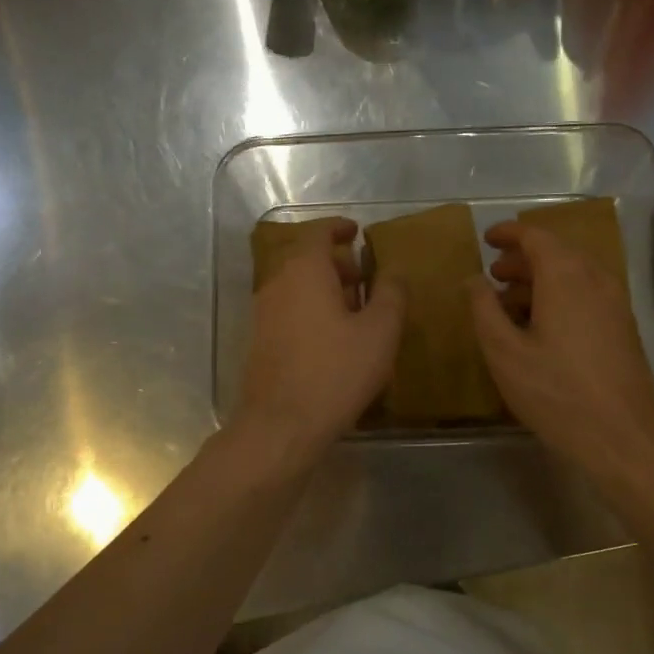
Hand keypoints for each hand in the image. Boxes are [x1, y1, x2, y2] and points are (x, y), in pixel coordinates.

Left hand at [235, 217, 403, 463]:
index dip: (339, 228)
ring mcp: (263, 314)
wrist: (281, 425)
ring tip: (355, 311)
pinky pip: (289, 311)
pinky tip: (333, 340)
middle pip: (305, 259)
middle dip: (336, 263)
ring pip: (296, 287)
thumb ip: (391, 294)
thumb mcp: (380, 332)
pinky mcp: (260, 342)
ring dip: (324, 290)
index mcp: (304, 271)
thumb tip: (393, 272)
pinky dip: (311, 311)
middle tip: (364, 278)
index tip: (357, 232)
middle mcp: (277, 284)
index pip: (318, 232)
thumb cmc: (336, 372)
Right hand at [468, 222, 653, 474]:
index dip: (509, 234)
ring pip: (573, 276)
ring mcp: (615, 304)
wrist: (623, 437)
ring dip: (540, 281)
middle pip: (557, 254)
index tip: (486, 239)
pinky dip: (559, 298)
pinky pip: (586, 296)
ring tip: (510, 304)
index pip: (536, 237)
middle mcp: (596, 280)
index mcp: (566, 277)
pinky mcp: (623, 328)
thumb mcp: (505, 353)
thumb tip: (474, 280)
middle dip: (522, 260)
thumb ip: (484, 310)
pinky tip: (540, 328)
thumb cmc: (556, 392)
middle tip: (493, 275)